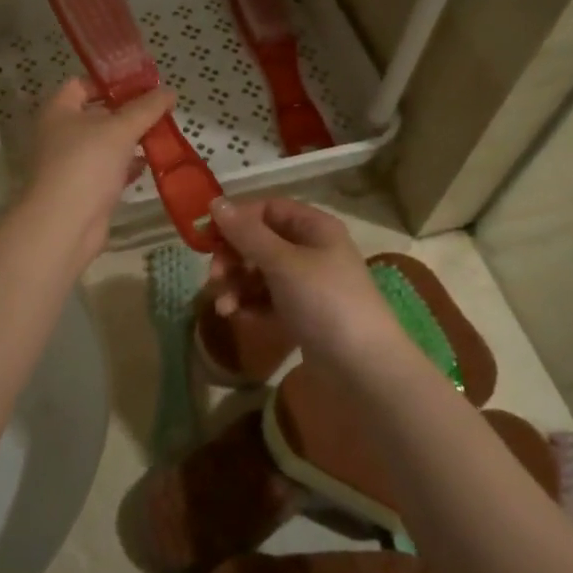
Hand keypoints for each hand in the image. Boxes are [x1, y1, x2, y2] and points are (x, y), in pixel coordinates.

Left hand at [21, 79, 176, 262]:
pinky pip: (108, 170)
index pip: (82, 84)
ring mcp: (71, 163)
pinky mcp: (83, 189)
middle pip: (96, 114)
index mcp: (59, 110)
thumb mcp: (121, 129)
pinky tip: (149, 164)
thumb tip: (169, 90)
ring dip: (131, 140)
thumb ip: (146, 108)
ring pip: (105, 144)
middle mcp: (60, 134)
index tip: (142, 83)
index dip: (110, 81)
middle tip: (159, 109)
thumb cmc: (87, 164)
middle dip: (128, 112)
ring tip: (162, 134)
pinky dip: (127, 166)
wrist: (65, 224)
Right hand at [205, 198, 404, 368]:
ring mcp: (307, 284)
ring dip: (236, 284)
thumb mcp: (283, 263)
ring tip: (224, 307)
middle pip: (260, 241)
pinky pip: (267, 299)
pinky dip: (249, 304)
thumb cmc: (325, 303)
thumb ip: (246, 233)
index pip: (267, 209)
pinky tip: (236, 316)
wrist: (364, 370)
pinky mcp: (302, 314)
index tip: (208, 239)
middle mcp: (311, 250)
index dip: (237, 220)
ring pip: (260, 272)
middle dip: (233, 257)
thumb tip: (214, 202)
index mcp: (314, 227)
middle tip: (215, 278)